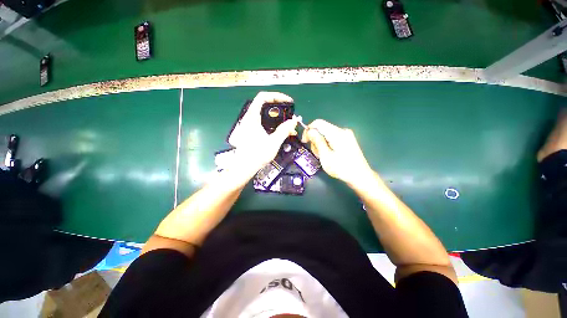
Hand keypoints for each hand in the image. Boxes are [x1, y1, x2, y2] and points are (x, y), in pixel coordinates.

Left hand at [228, 92, 299, 179]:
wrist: (244, 167)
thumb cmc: (257, 155)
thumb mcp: (273, 142)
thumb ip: (284, 130)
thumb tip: (294, 120)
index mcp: (252, 118)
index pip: (263, 97)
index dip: (276, 96)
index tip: (288, 101)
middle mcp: (249, 119)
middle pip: (265, 105)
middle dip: (280, 108)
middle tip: (290, 114)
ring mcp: (249, 125)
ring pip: (265, 115)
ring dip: (278, 118)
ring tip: (289, 125)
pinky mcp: (251, 132)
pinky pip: (264, 123)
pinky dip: (273, 124)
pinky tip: (282, 132)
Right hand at [301, 119, 372, 185]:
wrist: (360, 176)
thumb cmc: (342, 168)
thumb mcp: (326, 156)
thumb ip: (317, 141)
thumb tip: (310, 131)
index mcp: (337, 133)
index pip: (318, 123)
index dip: (309, 130)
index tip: (305, 141)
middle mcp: (342, 130)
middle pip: (322, 129)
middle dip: (315, 139)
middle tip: (317, 153)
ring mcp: (346, 135)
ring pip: (326, 134)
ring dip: (321, 143)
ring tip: (323, 156)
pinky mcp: (347, 139)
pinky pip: (332, 137)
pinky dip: (327, 144)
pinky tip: (329, 154)